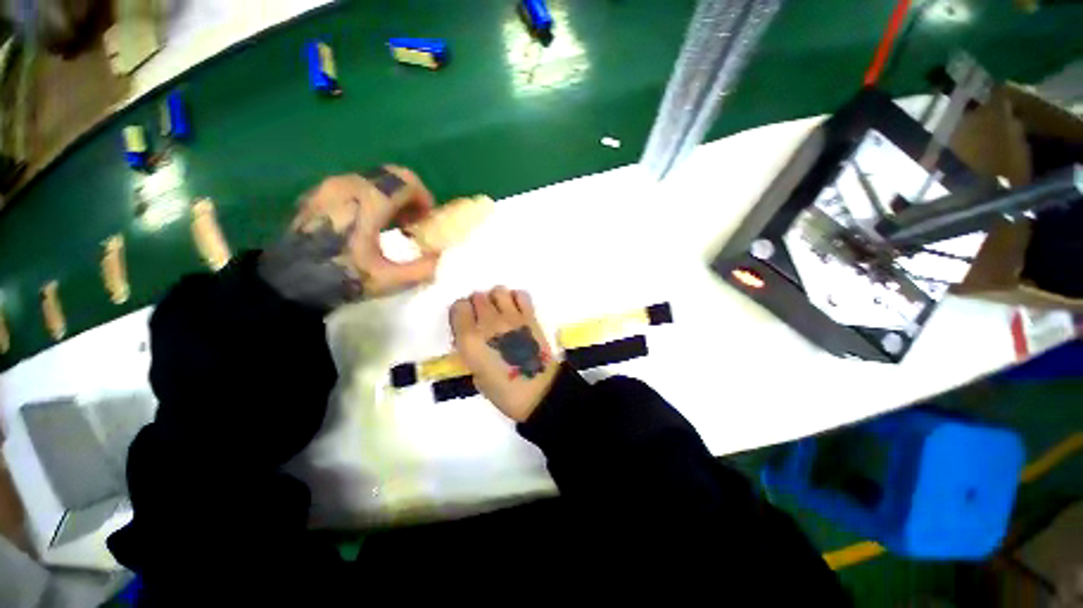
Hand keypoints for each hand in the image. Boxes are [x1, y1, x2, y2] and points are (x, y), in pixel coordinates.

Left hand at [258, 166, 440, 309]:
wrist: (282, 282)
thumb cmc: (337, 277)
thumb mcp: (386, 281)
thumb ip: (421, 269)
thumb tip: (439, 258)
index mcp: (368, 200)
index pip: (407, 181)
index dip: (424, 199)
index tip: (426, 221)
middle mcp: (348, 184)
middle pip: (391, 175)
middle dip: (409, 197)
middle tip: (412, 224)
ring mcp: (329, 186)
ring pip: (372, 179)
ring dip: (391, 197)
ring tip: (392, 225)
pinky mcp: (317, 193)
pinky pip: (354, 185)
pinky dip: (371, 198)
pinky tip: (368, 223)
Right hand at [450, 287, 558, 421]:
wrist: (539, 392)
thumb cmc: (504, 391)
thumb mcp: (476, 375)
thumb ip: (471, 351)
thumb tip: (473, 337)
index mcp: (470, 340)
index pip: (458, 307)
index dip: (461, 314)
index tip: (465, 323)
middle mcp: (488, 323)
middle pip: (477, 296)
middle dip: (477, 306)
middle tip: (483, 320)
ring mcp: (511, 317)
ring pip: (498, 290)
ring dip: (495, 299)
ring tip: (499, 313)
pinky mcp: (530, 316)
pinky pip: (520, 295)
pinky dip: (516, 299)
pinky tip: (516, 311)